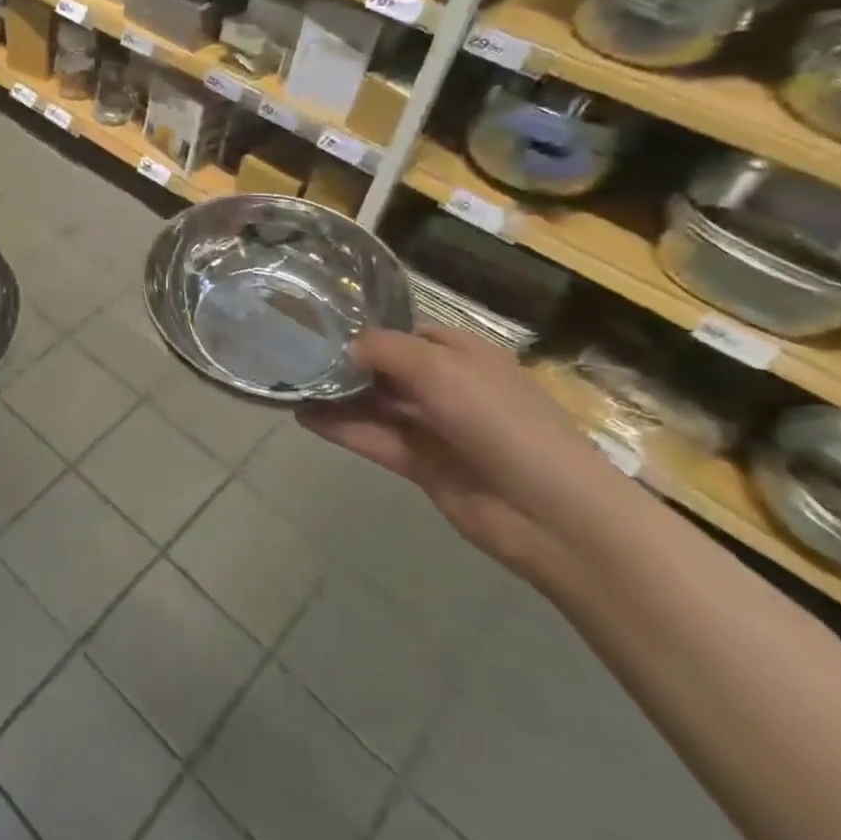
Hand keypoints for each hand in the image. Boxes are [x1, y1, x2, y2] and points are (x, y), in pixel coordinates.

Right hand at [298, 327, 636, 583]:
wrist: (553, 515)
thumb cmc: (500, 422)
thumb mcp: (440, 369)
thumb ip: (384, 350)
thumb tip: (344, 347)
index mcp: (463, 354)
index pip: (405, 333)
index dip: (365, 329)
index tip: (317, 324)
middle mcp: (447, 386)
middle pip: (385, 368)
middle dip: (343, 362)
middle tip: (291, 353)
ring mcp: (435, 428)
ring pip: (375, 404)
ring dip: (336, 396)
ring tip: (287, 384)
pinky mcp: (422, 465)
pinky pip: (374, 438)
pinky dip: (341, 428)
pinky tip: (302, 416)